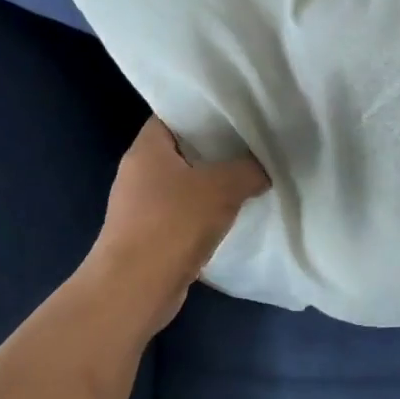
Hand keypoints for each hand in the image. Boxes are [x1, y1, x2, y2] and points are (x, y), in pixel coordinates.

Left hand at [87, 117, 269, 333]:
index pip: (175, 113)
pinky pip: (185, 212)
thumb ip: (249, 170)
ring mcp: (143, 205)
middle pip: (184, 149)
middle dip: (218, 147)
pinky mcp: (152, 234)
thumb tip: (263, 169)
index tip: (238, 111)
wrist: (135, 288)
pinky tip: (234, 214)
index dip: (205, 109)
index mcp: (147, 148)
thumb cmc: (173, 224)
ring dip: (214, 183)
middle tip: (254, 143)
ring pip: (186, 182)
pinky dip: (207, 211)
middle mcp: (139, 171)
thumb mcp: (222, 188)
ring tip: (251, 176)